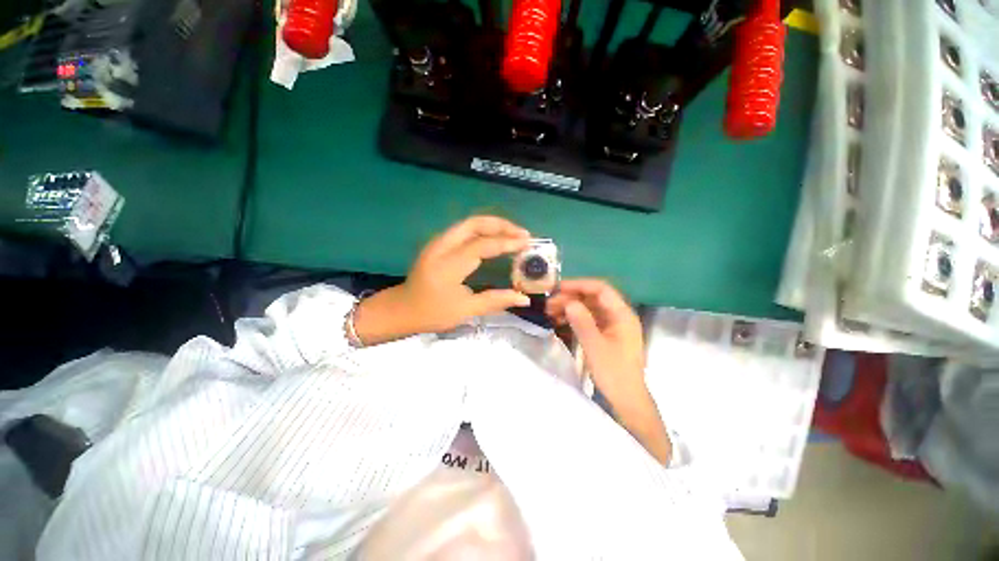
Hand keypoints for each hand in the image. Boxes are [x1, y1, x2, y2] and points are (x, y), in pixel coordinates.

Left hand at [355, 216, 531, 343]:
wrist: (401, 309)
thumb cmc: (432, 313)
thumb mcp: (465, 311)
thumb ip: (496, 301)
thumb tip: (525, 299)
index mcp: (448, 265)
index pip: (482, 245)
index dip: (507, 242)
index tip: (527, 243)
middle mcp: (442, 246)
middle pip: (474, 223)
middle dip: (501, 225)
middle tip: (523, 234)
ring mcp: (438, 242)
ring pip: (469, 223)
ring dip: (493, 225)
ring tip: (513, 234)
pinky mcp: (438, 243)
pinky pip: (464, 230)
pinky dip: (483, 230)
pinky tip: (495, 238)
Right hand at [547, 279, 670, 464]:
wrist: (626, 400)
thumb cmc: (614, 373)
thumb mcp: (595, 347)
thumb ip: (582, 322)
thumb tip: (568, 302)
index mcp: (622, 314)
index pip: (600, 289)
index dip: (579, 285)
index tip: (558, 288)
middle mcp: (618, 315)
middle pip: (593, 297)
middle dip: (570, 297)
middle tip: (549, 303)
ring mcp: (612, 325)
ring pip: (588, 307)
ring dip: (570, 307)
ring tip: (549, 311)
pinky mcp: (605, 334)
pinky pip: (588, 319)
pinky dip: (573, 317)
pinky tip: (559, 320)